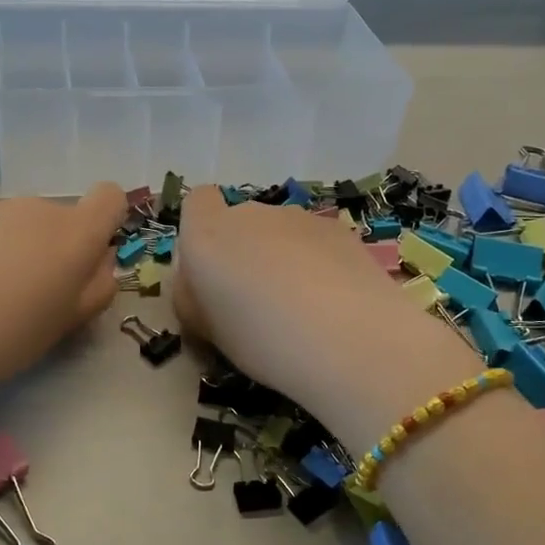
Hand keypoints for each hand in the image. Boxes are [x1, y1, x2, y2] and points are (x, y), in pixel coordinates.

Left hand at [0, 183, 126, 402]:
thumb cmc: (11, 334)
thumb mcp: (69, 321)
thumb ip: (97, 287)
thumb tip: (100, 263)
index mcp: (74, 232)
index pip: (109, 197)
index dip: (106, 221)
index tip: (89, 258)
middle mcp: (36, 209)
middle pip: (60, 218)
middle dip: (56, 248)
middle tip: (36, 297)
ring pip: (20, 226)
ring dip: (19, 252)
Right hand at [169, 189, 478, 454]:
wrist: (350, 341)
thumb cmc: (261, 340)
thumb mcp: (206, 330)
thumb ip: (193, 297)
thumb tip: (199, 285)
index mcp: (208, 233)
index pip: (197, 203)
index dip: (201, 232)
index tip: (211, 274)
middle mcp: (251, 214)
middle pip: (240, 223)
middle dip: (244, 253)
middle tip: (255, 305)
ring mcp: (300, 218)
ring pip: (280, 233)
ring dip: (282, 259)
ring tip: (300, 310)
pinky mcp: (341, 231)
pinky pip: (315, 243)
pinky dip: (317, 264)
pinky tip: (333, 304)